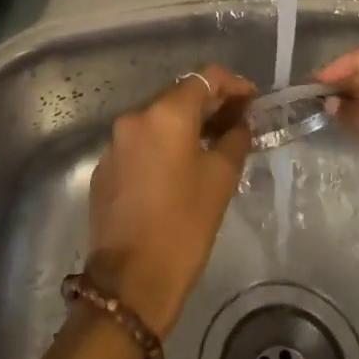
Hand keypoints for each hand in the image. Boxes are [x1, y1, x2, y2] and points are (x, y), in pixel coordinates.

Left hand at [85, 66, 256, 335]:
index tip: (253, 100)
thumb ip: (234, 139)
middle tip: (238, 121)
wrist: (131, 280)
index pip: (206, 78)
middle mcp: (135, 118)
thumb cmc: (185, 225)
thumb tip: (239, 123)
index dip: (234, 85)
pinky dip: (163, 145)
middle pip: (179, 96)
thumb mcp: (221, 178)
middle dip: (211, 104)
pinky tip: (180, 168)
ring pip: (158, 120)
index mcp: (166, 114)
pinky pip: (141, 143)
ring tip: (213, 144)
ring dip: (186, 125)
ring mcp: (115, 143)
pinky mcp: (105, 168)